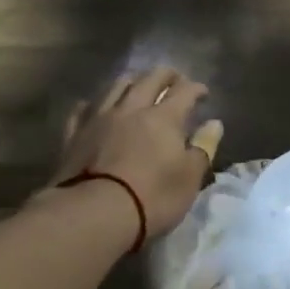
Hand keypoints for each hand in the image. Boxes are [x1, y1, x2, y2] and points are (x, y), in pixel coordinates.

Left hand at [52, 67, 223, 242]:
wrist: (93, 213)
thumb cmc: (152, 197)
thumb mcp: (189, 178)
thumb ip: (203, 147)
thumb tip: (214, 123)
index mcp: (164, 117)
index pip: (184, 91)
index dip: (196, 88)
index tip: (203, 92)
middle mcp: (132, 108)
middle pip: (150, 79)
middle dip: (166, 75)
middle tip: (174, 79)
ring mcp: (100, 118)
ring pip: (116, 86)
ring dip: (132, 82)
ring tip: (137, 86)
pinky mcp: (75, 134)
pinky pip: (83, 109)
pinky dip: (93, 104)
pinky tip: (94, 107)